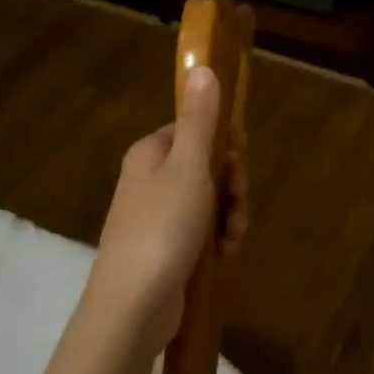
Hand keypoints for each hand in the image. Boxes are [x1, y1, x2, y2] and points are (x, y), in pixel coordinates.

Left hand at [88, 66, 247, 352]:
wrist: (132, 307)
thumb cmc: (162, 229)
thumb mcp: (188, 168)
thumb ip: (200, 120)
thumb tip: (203, 67)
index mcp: (151, 153)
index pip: (196, 129)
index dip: (225, 145)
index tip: (241, 162)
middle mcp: (150, 179)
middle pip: (206, 165)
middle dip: (232, 185)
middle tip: (239, 205)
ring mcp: (156, 215)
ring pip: (209, 200)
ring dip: (230, 214)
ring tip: (232, 238)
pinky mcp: (165, 247)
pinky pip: (200, 230)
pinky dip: (217, 238)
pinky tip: (224, 254)